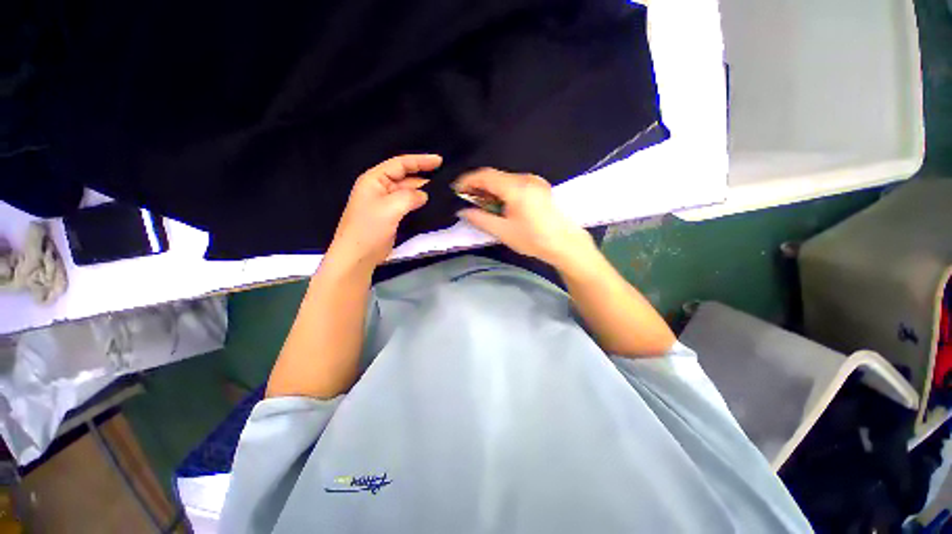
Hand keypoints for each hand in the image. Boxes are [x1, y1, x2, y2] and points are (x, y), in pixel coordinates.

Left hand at [327, 154, 441, 269]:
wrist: (358, 256)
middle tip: (446, 183)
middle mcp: (381, 188)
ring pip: (409, 193)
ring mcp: (387, 203)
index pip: (400, 164)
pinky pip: (409, 206)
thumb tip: (424, 195)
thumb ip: (410, 197)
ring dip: (423, 193)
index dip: (420, 161)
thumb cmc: (369, 228)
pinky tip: (432, 207)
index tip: (439, 161)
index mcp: (375, 180)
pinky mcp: (392, 217)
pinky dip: (420, 205)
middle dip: (424, 179)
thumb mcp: (390, 208)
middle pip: (406, 178)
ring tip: (443, 194)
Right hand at [455, 168, 594, 266]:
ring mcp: (535, 181)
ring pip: (505, 179)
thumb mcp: (503, 232)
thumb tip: (462, 211)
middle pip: (495, 176)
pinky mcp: (540, 187)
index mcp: (515, 187)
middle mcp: (526, 178)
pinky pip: (515, 183)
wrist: (566, 244)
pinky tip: (500, 204)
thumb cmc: (533, 239)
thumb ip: (480, 219)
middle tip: (467, 199)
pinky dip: (503, 191)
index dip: (468, 180)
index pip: (485, 175)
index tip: (456, 190)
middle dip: (479, 186)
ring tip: (482, 204)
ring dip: (491, 189)